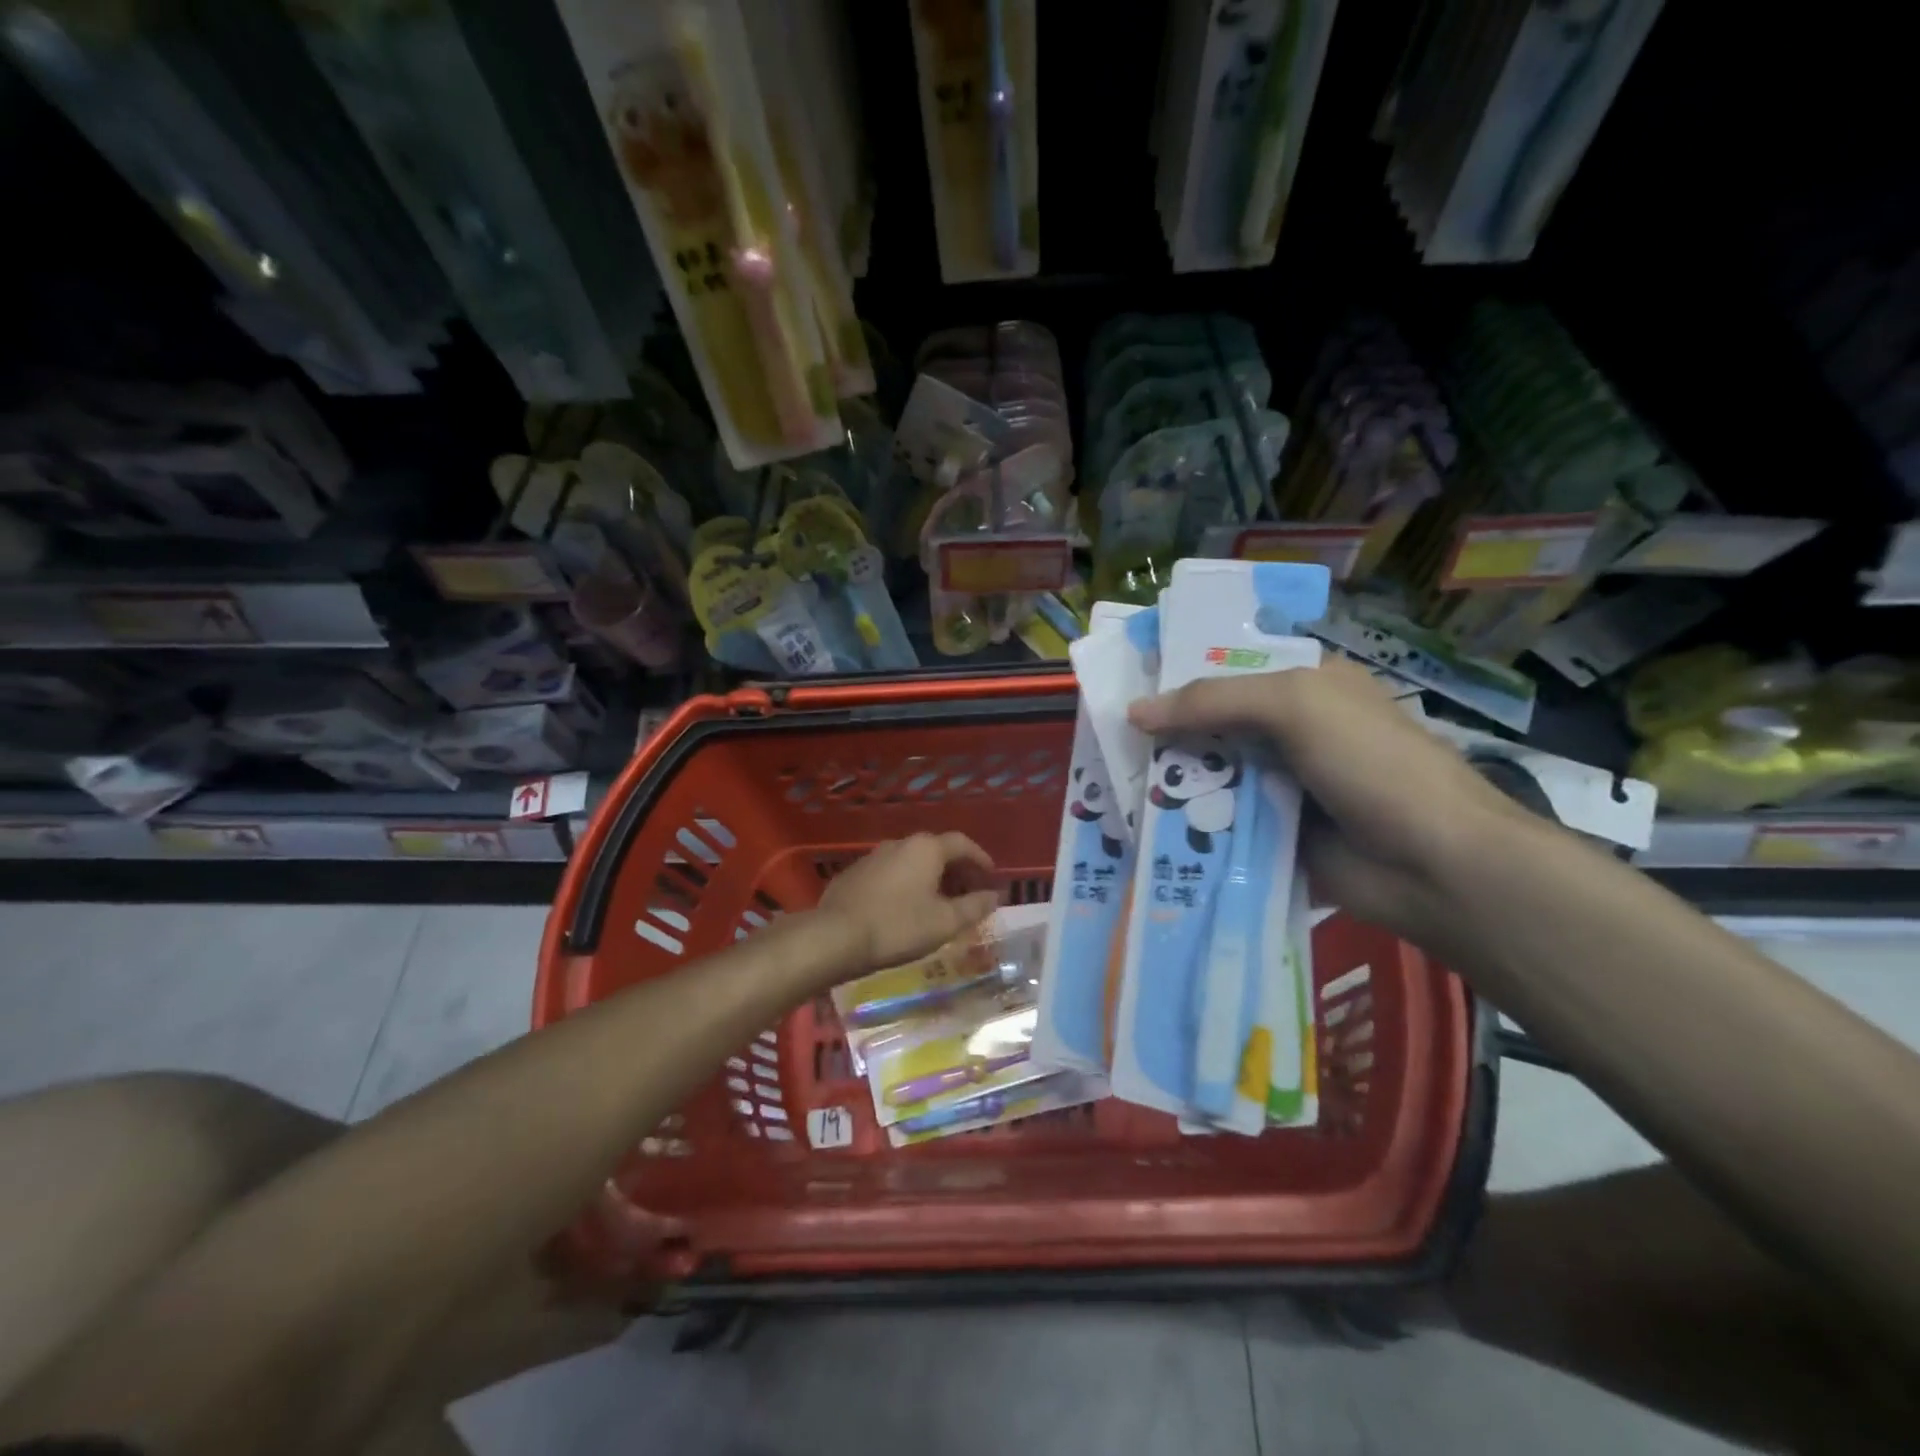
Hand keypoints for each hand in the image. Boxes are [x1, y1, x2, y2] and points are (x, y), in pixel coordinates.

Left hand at [816, 832, 1000, 976]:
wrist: (835, 936)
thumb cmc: (898, 927)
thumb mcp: (945, 922)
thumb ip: (974, 907)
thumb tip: (993, 896)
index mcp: (926, 849)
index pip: (962, 843)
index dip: (980, 858)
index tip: (991, 875)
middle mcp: (900, 843)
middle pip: (936, 850)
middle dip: (956, 870)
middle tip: (968, 892)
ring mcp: (873, 856)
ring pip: (911, 861)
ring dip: (929, 877)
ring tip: (938, 902)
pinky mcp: (854, 873)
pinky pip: (890, 873)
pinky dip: (905, 884)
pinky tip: (904, 907)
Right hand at [1129, 656, 1522, 944]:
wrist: (1432, 864)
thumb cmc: (1370, 763)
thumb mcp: (1295, 706)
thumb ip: (1213, 701)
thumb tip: (1134, 712)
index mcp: (1306, 687)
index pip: (1229, 671)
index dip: (1179, 677)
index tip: (1125, 686)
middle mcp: (1292, 733)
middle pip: (1213, 726)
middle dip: (1164, 734)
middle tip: (1106, 741)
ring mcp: (1282, 788)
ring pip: (1212, 777)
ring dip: (1170, 783)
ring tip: (1111, 785)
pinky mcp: (1273, 836)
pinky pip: (1219, 824)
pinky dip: (1188, 825)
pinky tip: (1143, 828)